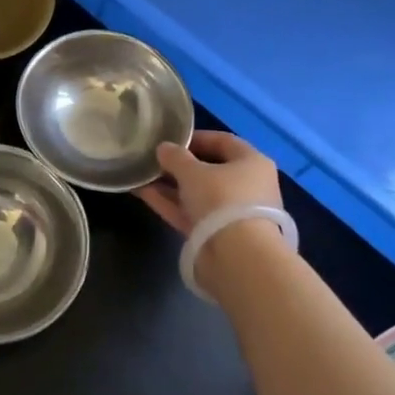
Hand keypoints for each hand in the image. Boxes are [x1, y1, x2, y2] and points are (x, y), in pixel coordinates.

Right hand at [135, 130, 282, 235]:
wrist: (237, 257)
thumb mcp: (193, 172)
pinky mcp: (217, 236)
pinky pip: (192, 214)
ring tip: (142, 175)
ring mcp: (233, 213)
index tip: (171, 138)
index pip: (224, 142)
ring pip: (198, 194)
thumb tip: (163, 148)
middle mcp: (247, 186)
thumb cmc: (222, 200)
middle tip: (155, 159)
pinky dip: (171, 204)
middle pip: (211, 170)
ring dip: (171, 185)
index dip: (197, 138)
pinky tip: (144, 193)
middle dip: (180, 165)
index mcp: (252, 163)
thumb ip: (176, 157)